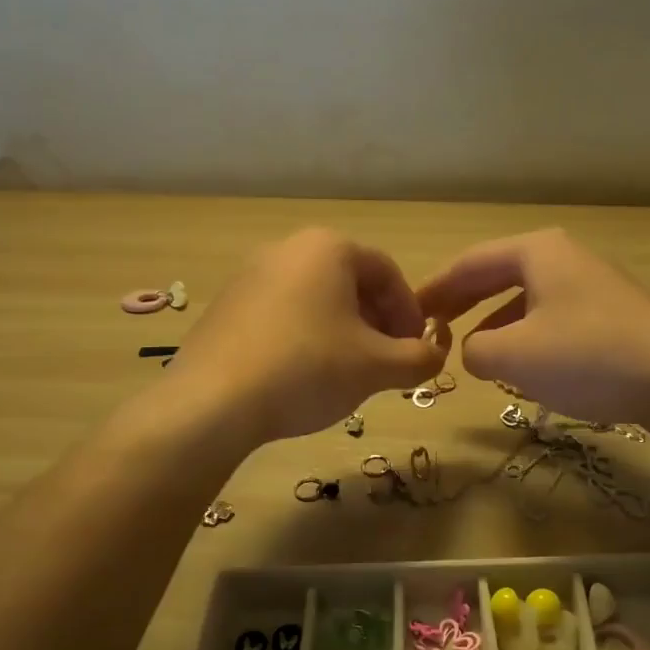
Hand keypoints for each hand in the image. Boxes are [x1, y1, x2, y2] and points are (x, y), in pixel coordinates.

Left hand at [168, 228, 447, 444]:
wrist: (214, 402)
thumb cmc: (308, 369)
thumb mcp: (377, 367)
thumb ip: (419, 358)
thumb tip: (435, 355)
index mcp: (328, 248)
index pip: (388, 273)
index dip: (411, 312)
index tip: (416, 349)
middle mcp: (287, 249)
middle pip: (350, 283)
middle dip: (377, 323)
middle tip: (386, 363)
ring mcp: (250, 276)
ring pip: (316, 300)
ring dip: (344, 332)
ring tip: (348, 373)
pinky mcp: (226, 306)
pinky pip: (282, 314)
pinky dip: (306, 338)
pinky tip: (304, 375)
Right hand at [415, 228, 649, 426]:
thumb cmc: (588, 356)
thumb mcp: (514, 355)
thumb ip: (474, 350)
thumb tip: (471, 350)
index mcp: (536, 252)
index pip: (469, 263)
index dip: (434, 289)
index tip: (408, 313)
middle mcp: (563, 258)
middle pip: (498, 276)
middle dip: (462, 302)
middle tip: (431, 327)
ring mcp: (591, 285)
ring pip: (526, 299)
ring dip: (495, 323)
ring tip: (472, 351)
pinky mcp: (611, 315)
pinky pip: (553, 318)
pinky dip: (527, 336)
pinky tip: (524, 365)